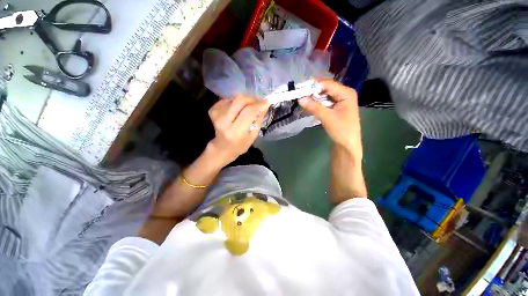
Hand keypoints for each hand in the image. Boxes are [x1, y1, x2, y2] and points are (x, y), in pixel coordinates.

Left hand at [208, 95, 270, 165]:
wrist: (222, 147)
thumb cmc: (240, 145)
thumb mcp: (253, 136)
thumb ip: (258, 120)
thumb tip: (264, 105)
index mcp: (235, 131)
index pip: (249, 112)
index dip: (259, 105)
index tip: (267, 101)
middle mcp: (223, 121)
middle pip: (240, 101)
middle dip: (251, 100)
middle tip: (257, 104)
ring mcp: (216, 115)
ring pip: (234, 99)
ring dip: (243, 103)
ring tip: (245, 111)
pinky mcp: (212, 110)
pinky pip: (227, 100)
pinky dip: (235, 104)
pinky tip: (235, 112)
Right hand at [299, 80, 362, 158]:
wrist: (347, 145)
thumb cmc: (341, 130)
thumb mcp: (327, 117)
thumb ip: (314, 107)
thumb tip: (300, 99)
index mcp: (346, 93)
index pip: (328, 84)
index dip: (314, 86)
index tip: (300, 90)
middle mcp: (344, 93)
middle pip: (326, 89)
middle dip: (313, 92)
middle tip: (300, 96)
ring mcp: (341, 100)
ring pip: (324, 96)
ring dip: (314, 99)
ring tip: (303, 101)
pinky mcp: (336, 107)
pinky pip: (325, 102)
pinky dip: (317, 104)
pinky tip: (310, 106)